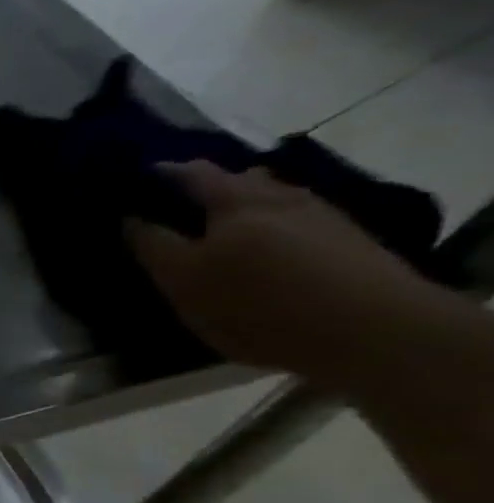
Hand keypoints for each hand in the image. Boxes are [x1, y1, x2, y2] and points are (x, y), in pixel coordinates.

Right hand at [127, 160, 450, 392]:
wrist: (371, 329)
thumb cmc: (257, 304)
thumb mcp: (185, 281)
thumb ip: (154, 246)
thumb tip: (130, 218)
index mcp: (235, 200)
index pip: (189, 172)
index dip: (160, 175)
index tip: (133, 186)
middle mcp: (279, 195)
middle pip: (236, 180)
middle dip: (206, 190)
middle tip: (177, 213)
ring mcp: (320, 215)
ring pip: (270, 199)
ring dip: (243, 209)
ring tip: (221, 234)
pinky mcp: (347, 240)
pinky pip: (295, 221)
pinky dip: (271, 229)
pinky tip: (265, 253)